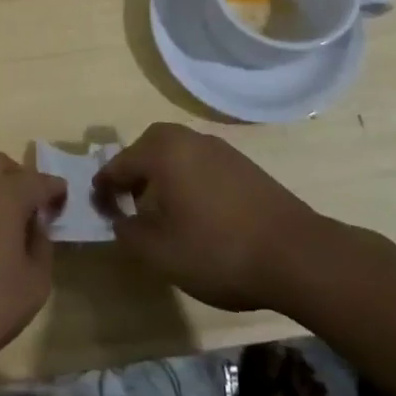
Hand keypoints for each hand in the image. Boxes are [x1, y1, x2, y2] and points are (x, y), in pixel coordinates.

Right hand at [96, 123, 323, 310]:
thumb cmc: (217, 250)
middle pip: (148, 148)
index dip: (104, 188)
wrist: (297, 256)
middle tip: (129, 203)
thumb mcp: (159, 252)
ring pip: (177, 155)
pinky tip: (198, 214)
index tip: (98, 209)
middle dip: (134, 172)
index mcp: (163, 151)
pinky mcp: (245, 167)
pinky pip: (201, 165)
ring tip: (163, 212)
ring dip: (162, 176)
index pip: (119, 164)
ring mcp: (221, 150)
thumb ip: (128, 232)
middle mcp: (189, 140)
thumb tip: (119, 218)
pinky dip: (189, 181)